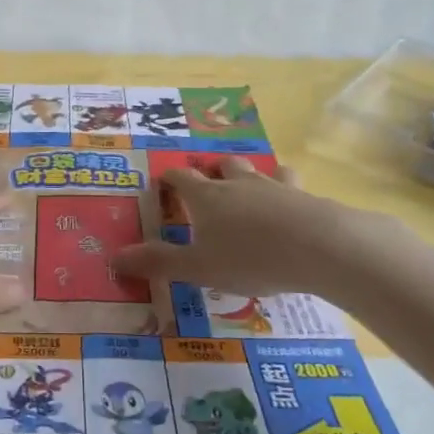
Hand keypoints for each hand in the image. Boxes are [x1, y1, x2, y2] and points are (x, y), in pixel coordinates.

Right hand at [116, 157, 400, 296]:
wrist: (318, 246)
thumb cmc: (248, 257)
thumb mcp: (197, 267)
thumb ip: (158, 262)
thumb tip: (114, 258)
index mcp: (206, 196)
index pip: (180, 177)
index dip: (169, 179)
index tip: (163, 184)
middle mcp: (237, 184)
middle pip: (222, 166)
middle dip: (213, 172)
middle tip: (209, 186)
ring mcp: (273, 186)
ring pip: (259, 171)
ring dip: (251, 177)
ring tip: (251, 190)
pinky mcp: (305, 197)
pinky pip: (292, 186)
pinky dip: (286, 193)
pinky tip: (292, 207)